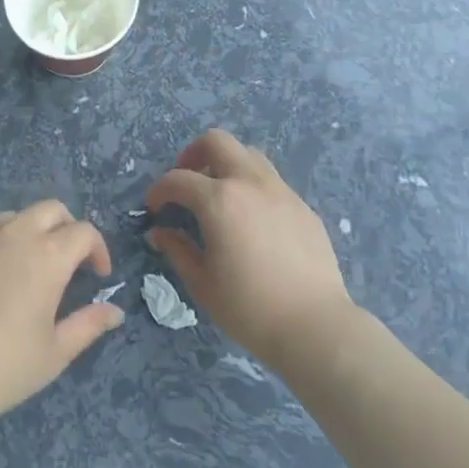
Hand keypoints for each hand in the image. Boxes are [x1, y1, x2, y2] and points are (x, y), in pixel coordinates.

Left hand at [0, 200, 123, 432]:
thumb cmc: (5, 366)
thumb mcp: (56, 352)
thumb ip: (89, 325)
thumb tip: (115, 312)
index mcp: (47, 255)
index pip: (83, 232)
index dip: (97, 249)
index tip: (98, 275)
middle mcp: (15, 234)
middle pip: (51, 209)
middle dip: (67, 228)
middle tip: (68, 262)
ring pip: (14, 217)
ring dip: (31, 232)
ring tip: (29, 268)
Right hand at [145, 130, 355, 370]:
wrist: (314, 325)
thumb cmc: (249, 308)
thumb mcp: (202, 283)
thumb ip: (177, 250)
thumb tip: (160, 232)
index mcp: (219, 200)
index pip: (178, 179)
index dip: (159, 190)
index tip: (154, 207)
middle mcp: (249, 183)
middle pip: (216, 141)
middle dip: (193, 154)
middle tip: (186, 181)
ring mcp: (280, 190)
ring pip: (248, 154)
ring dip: (226, 164)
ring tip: (219, 194)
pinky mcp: (302, 205)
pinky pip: (271, 180)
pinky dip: (252, 186)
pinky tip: (251, 219)